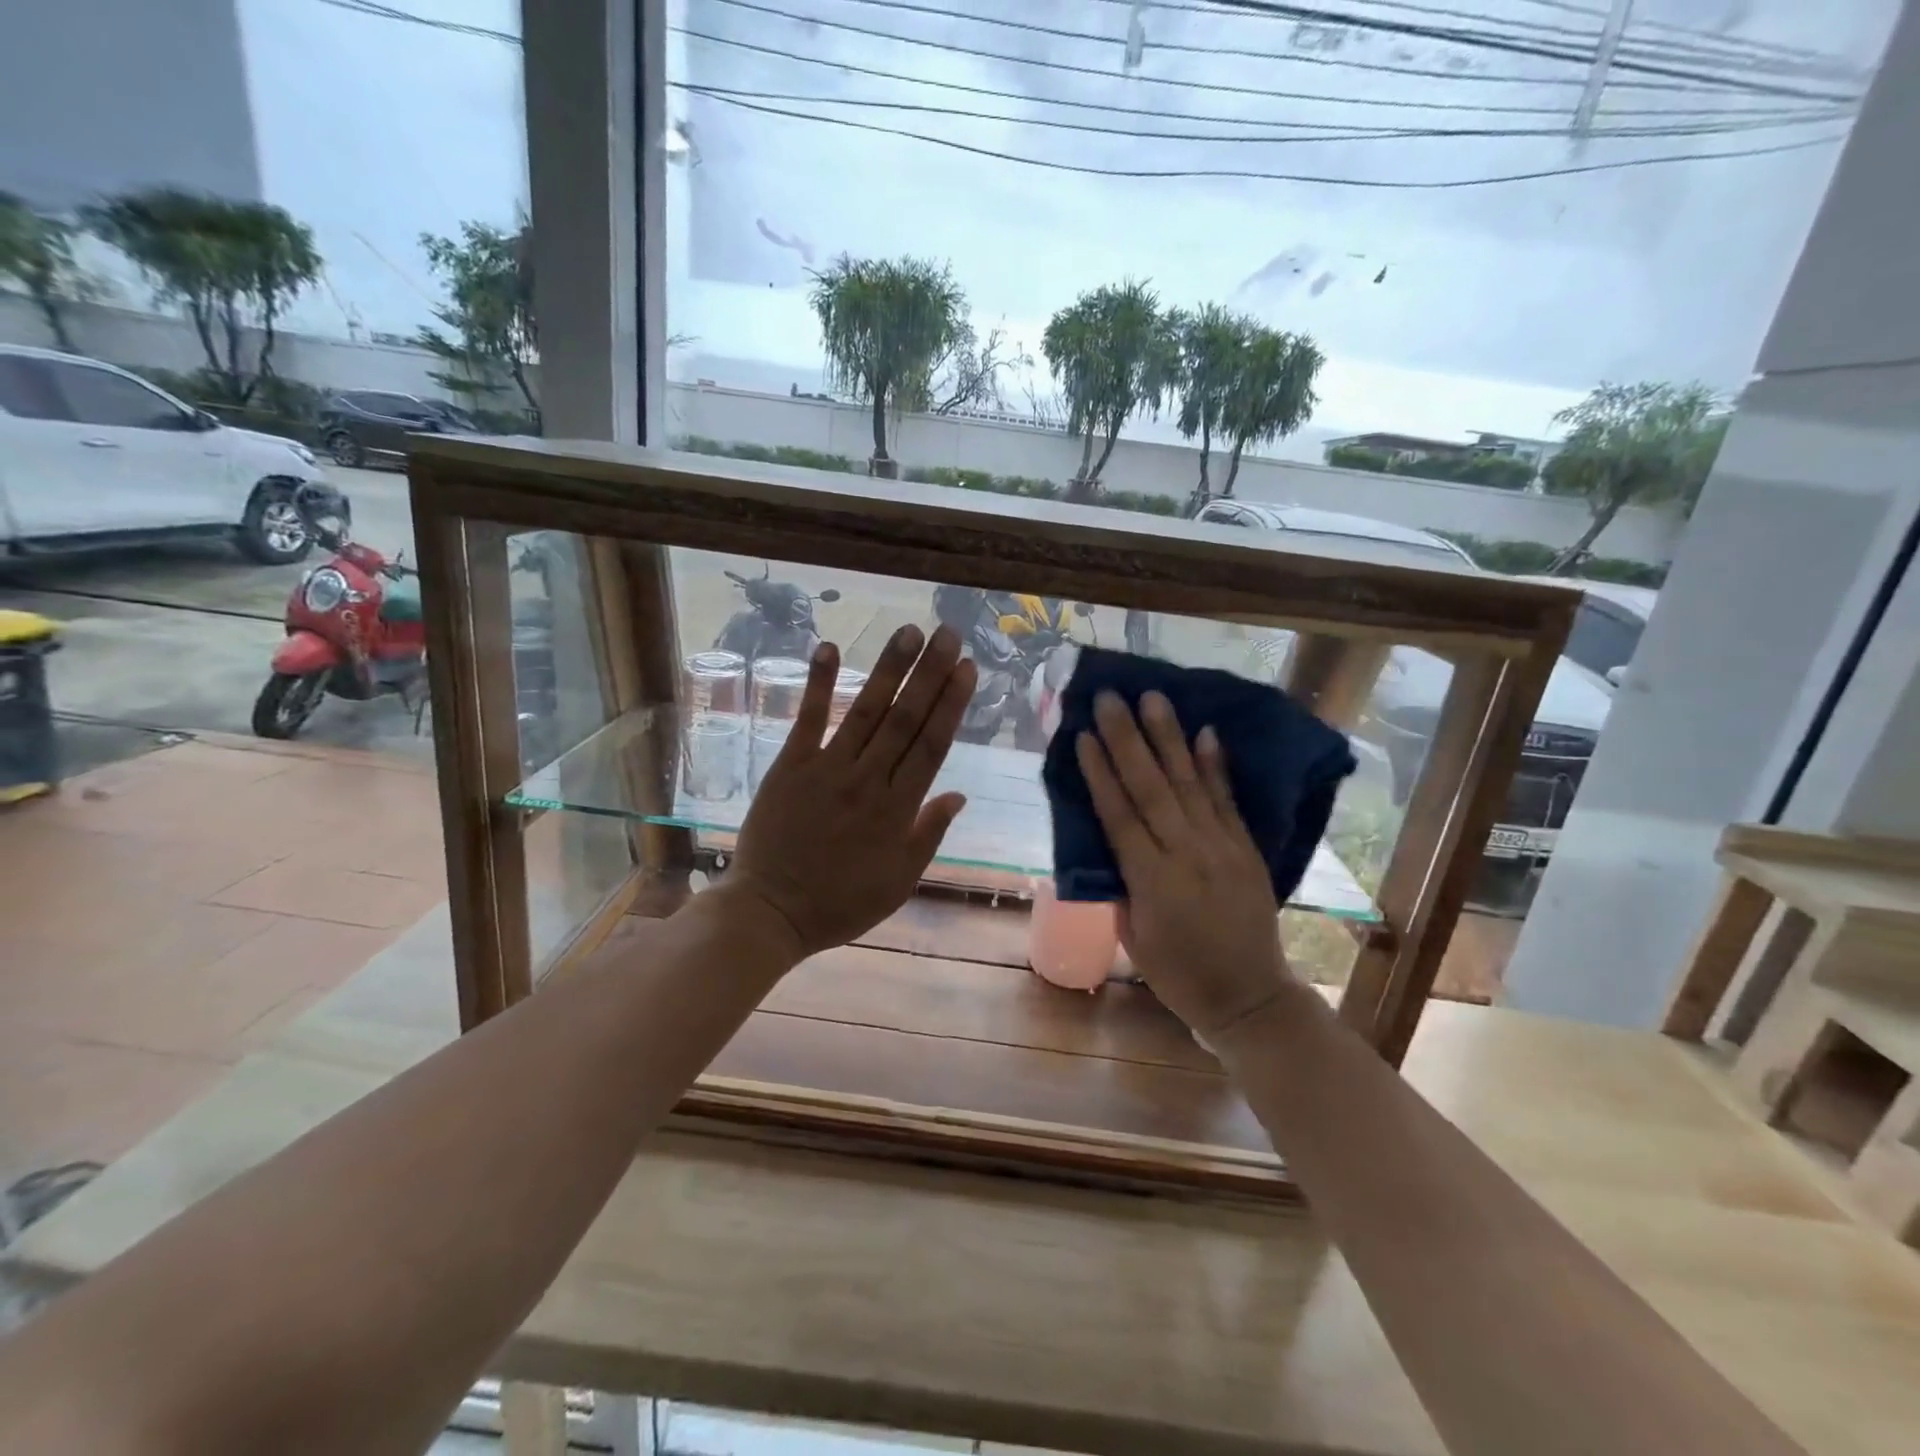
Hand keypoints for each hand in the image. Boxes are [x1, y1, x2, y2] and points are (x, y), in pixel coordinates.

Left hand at [726, 625, 975, 959]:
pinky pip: (807, 719)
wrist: (771, 911)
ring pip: (865, 711)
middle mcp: (868, 780)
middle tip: (948, 634)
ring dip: (889, 669)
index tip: (966, 668)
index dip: (951, 704)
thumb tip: (959, 794)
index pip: (932, 745)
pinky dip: (818, 684)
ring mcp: (827, 769)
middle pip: (905, 719)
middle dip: (929, 673)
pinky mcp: (790, 766)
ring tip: (909, 631)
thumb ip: (928, 834)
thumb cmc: (841, 902)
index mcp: (898, 810)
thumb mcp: (899, 881)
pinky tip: (830, 648)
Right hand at [1076, 691, 1289, 1038]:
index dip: (1100, 772)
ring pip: (1189, 784)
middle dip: (1128, 739)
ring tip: (1153, 698)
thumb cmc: (1178, 976)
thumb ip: (1120, 885)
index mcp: (1151, 880)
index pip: (1120, 815)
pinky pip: (1227, 800)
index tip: (1084, 734)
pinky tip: (1205, 732)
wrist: (1250, 997)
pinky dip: (1215, 766)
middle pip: (1151, 787)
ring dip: (1169, 738)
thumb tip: (1108, 842)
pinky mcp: (1246, 848)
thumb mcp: (1132, 937)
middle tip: (1110, 698)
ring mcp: (1222, 847)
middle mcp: (1187, 854)